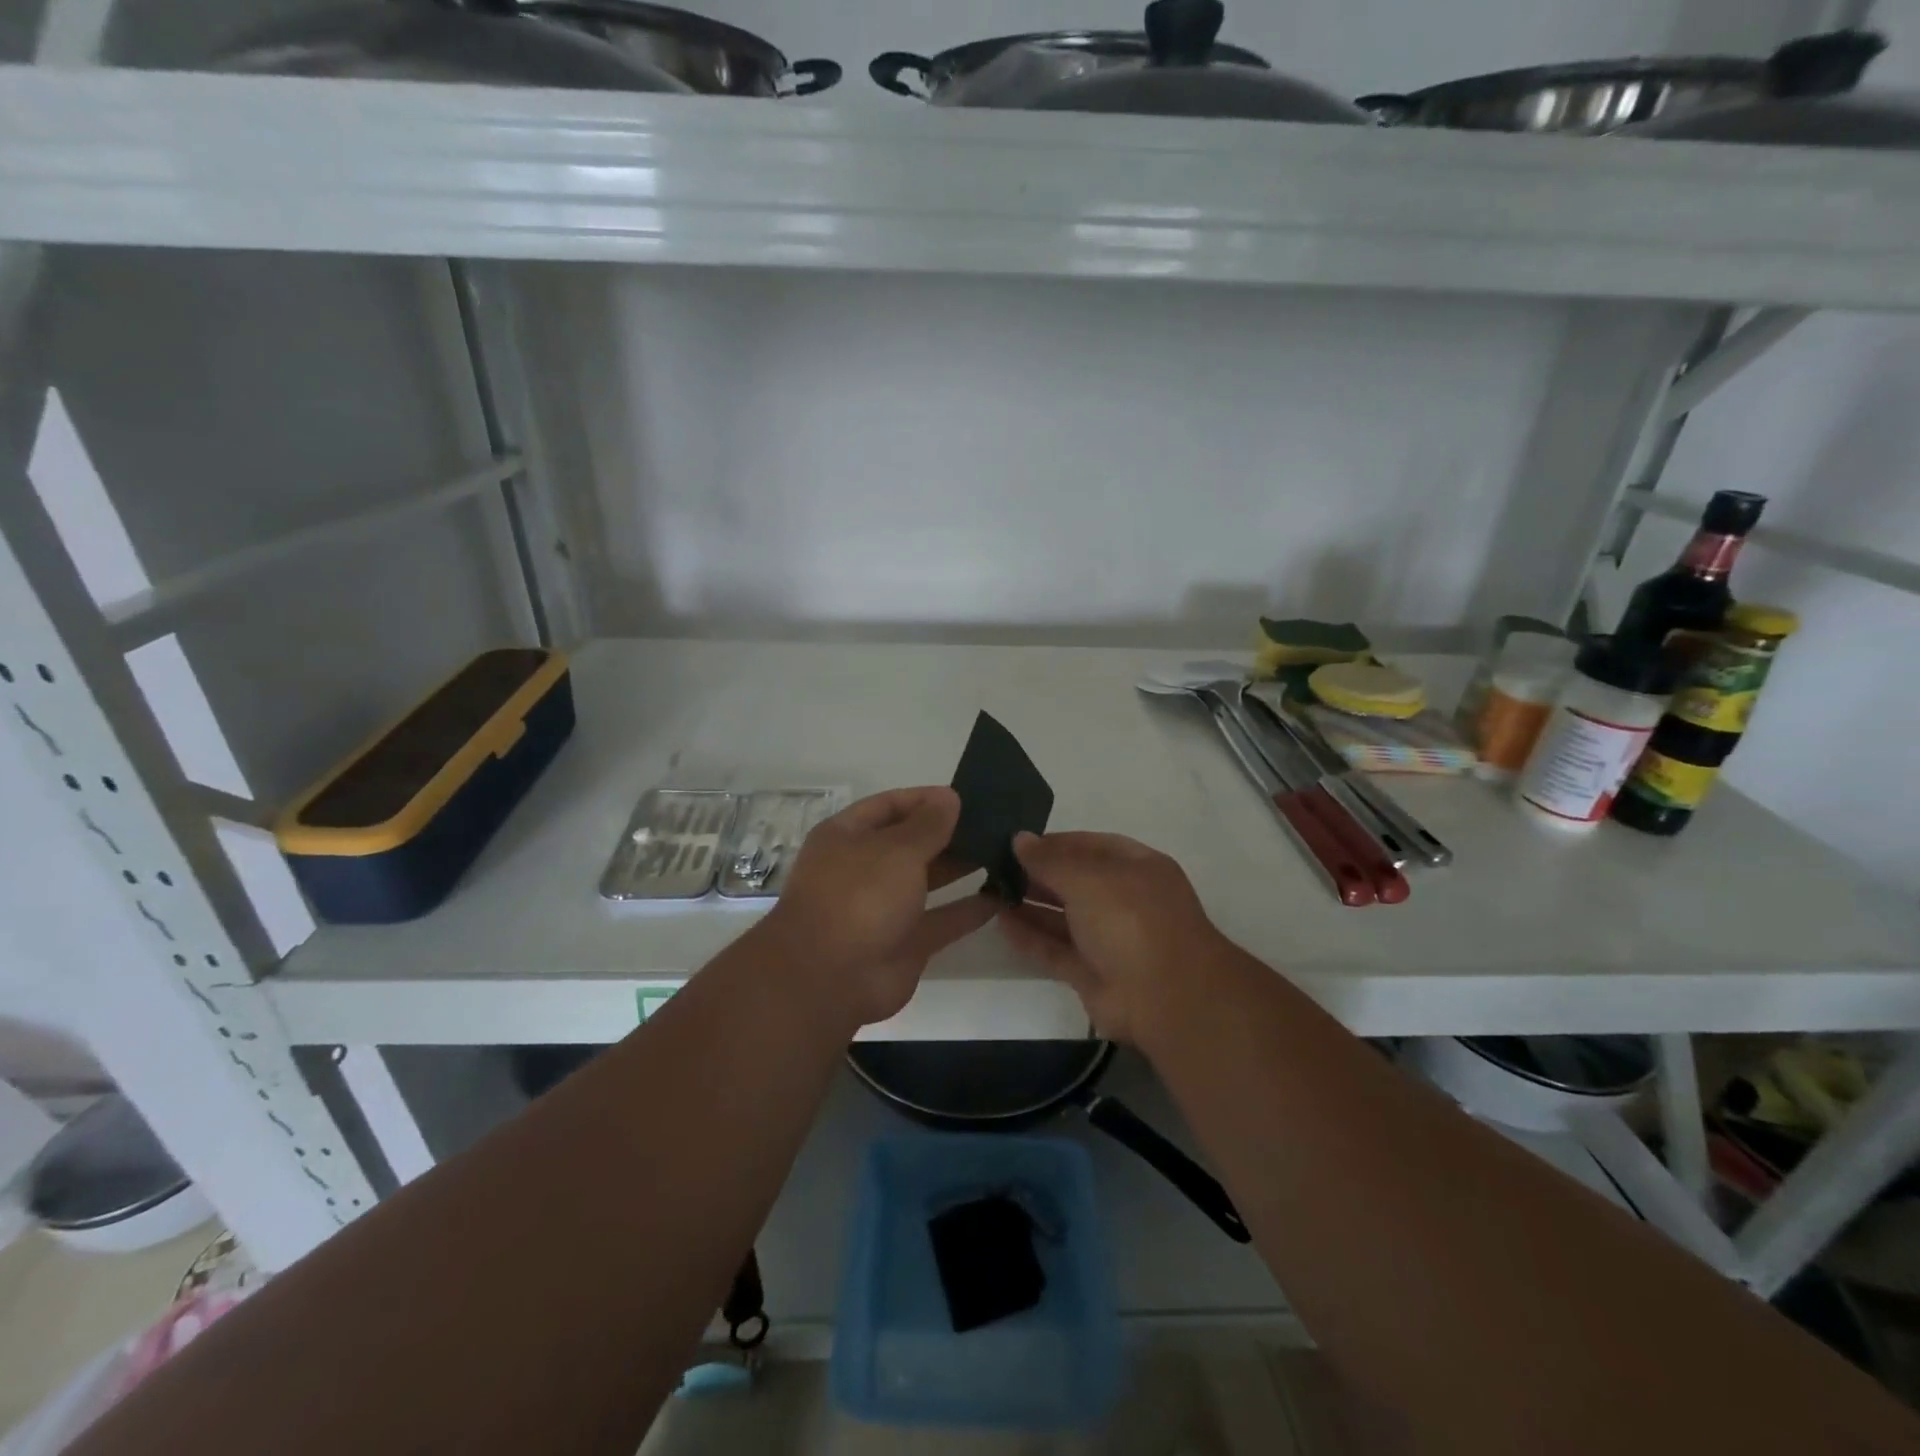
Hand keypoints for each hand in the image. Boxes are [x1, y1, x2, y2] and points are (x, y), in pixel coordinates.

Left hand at [755, 787, 993, 1028]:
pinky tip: (1003, 895)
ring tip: (1002, 852)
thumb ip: (928, 824)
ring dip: (961, 867)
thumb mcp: (897, 849)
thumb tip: (949, 797)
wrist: (830, 979)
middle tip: (993, 824)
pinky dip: (969, 909)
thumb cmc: (858, 896)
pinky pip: (942, 919)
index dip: (924, 799)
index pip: (889, 806)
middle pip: (910, 843)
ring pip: (928, 880)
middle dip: (948, 833)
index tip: (965, 797)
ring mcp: (883, 908)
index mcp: (847, 837)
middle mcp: (863, 869)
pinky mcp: (905, 942)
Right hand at [998, 830, 1228, 1043]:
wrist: (1167, 999)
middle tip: (995, 868)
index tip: (1016, 843)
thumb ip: (1050, 861)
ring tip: (990, 893)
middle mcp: (1124, 900)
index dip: (1055, 843)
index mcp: (1136, 867)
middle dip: (1038, 874)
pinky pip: (1056, 949)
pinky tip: (1001, 923)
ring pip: (1063, 916)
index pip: (1091, 846)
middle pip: (1075, 881)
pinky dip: (1031, 938)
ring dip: (1030, 905)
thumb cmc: (1131, 920)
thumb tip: (1019, 839)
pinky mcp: (1092, 973)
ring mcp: (1109, 938)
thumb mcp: (1089, 879)